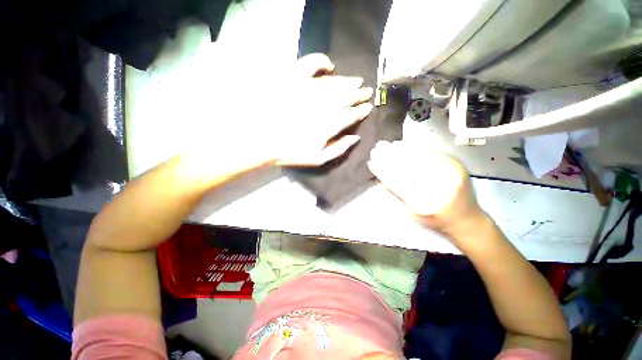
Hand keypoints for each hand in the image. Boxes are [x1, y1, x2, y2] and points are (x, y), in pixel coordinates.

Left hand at [262, 53, 373, 165]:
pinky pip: (311, 64)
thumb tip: (356, 137)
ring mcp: (309, 88)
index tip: (369, 106)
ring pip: (335, 82)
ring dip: (348, 81)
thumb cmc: (291, 152)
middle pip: (347, 96)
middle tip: (367, 91)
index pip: (352, 114)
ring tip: (357, 81)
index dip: (361, 110)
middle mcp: (323, 104)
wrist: (262, 139)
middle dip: (359, 94)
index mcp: (330, 124)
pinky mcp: (294, 78)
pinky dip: (322, 62)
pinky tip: (329, 66)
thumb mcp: (318, 159)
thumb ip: (339, 149)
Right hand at [367, 141, 485, 236]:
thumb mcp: (410, 214)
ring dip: (401, 149)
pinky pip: (432, 152)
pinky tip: (403, 144)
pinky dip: (415, 147)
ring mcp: (451, 174)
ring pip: (420, 156)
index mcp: (424, 204)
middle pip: (409, 166)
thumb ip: (394, 197)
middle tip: (376, 149)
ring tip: (386, 144)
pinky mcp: (457, 165)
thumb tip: (379, 180)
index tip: (371, 162)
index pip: (398, 183)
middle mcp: (438, 188)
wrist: (467, 219)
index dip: (383, 171)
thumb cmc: (435, 220)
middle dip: (389, 156)